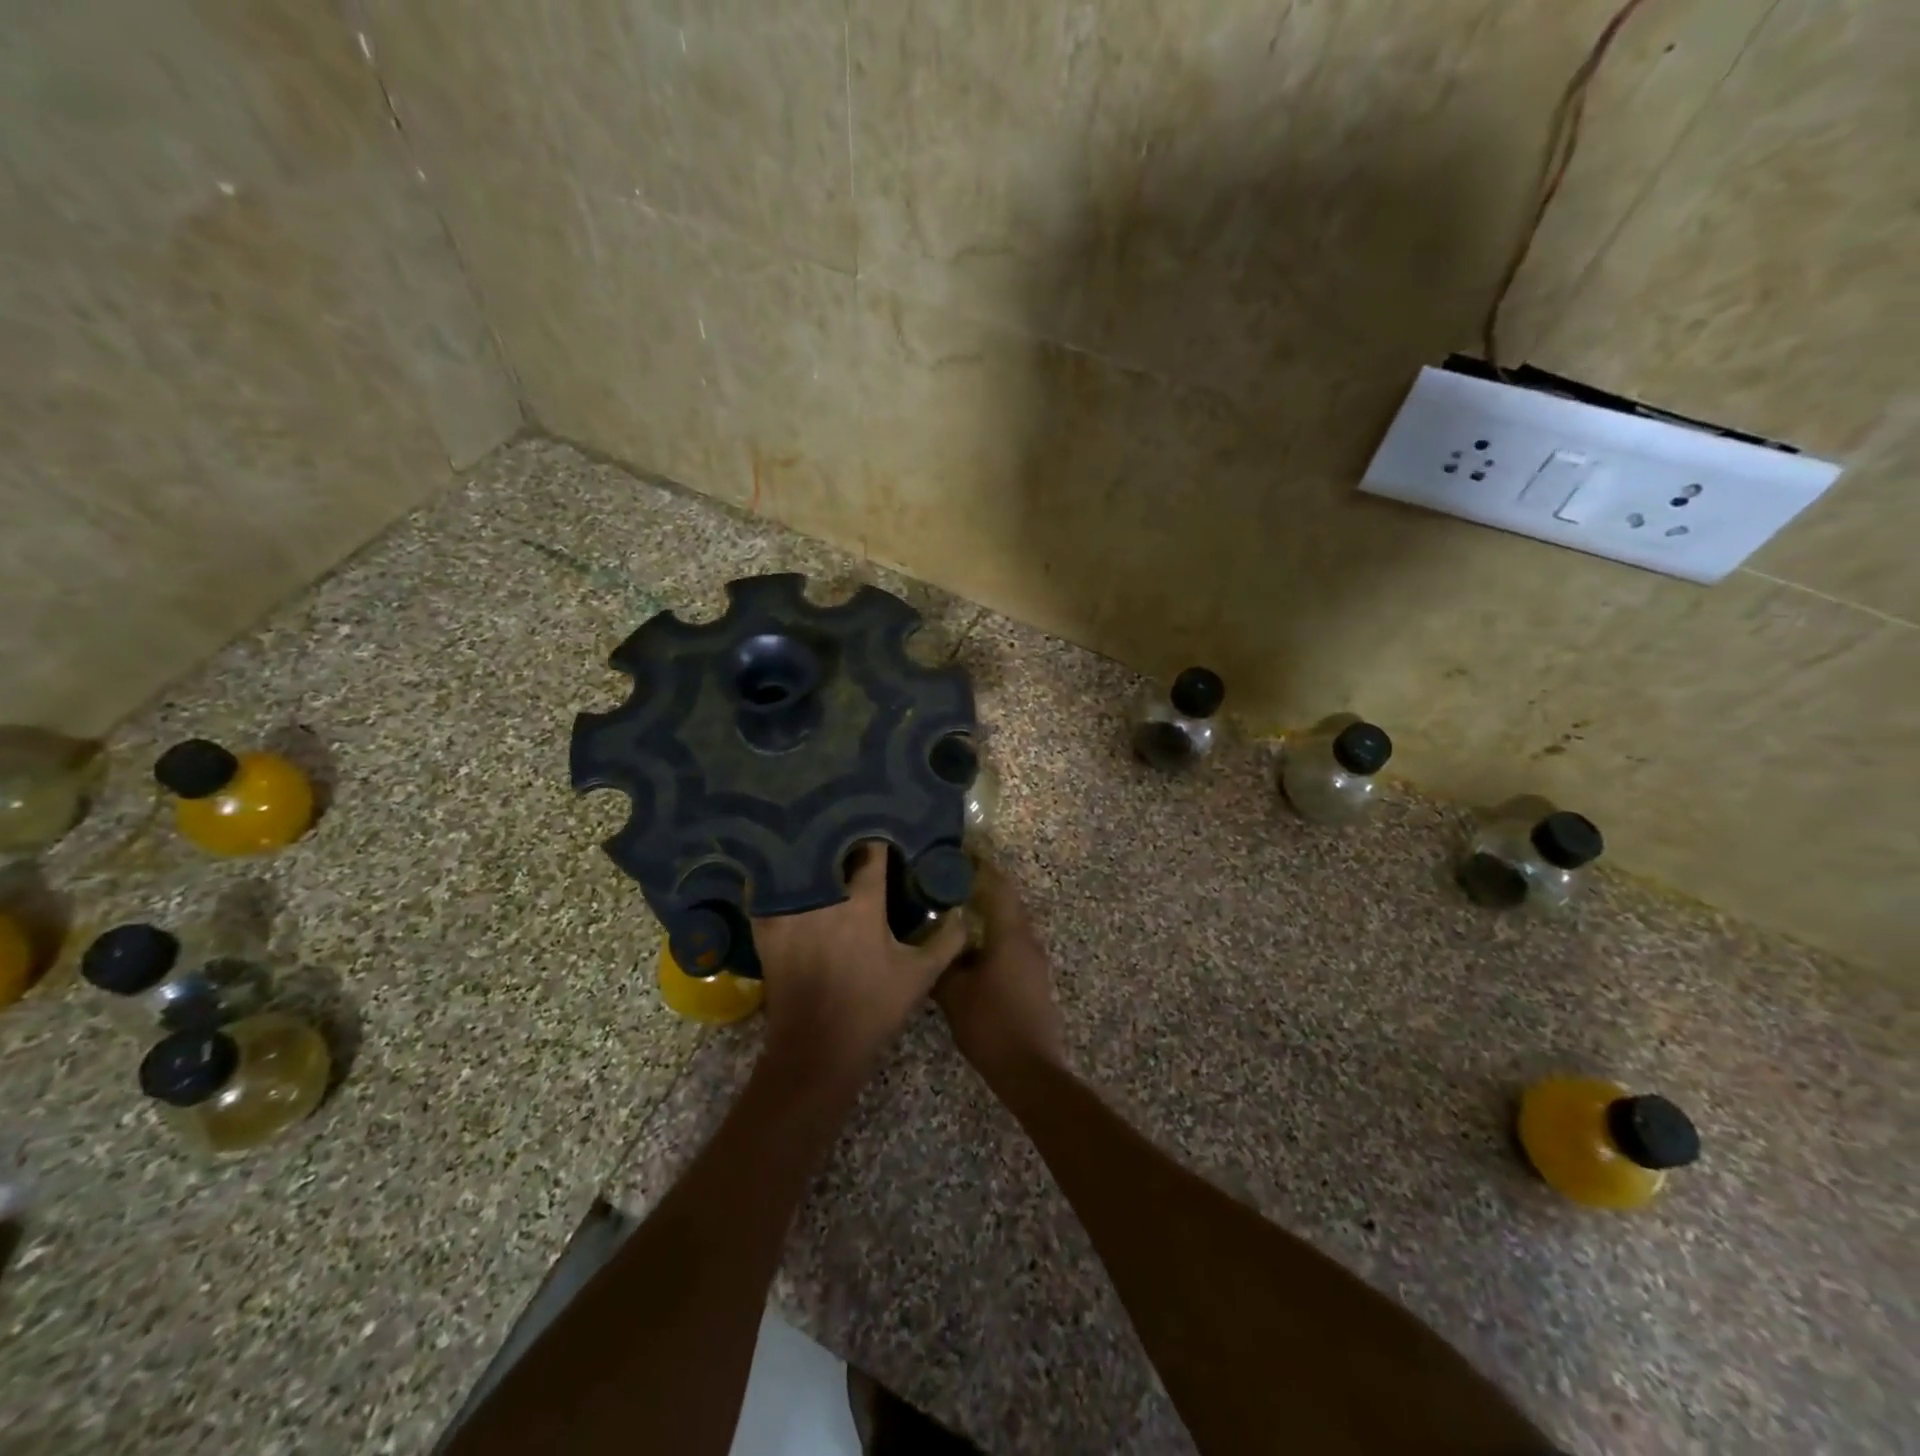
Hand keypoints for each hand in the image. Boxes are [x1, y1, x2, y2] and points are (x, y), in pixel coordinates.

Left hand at [752, 842, 966, 1084]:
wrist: (817, 1051)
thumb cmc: (873, 1010)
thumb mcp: (920, 976)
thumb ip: (947, 940)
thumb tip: (962, 912)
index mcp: (863, 903)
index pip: (872, 852)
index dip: (881, 839)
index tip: (887, 832)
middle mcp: (824, 898)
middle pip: (832, 850)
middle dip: (843, 839)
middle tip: (854, 835)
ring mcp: (790, 911)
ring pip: (800, 865)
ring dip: (812, 855)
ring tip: (822, 845)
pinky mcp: (767, 928)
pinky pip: (769, 890)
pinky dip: (777, 878)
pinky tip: (785, 873)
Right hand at [933, 859, 1067, 1079]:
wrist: (1030, 1069)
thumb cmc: (991, 1024)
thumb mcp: (954, 993)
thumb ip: (941, 961)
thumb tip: (928, 940)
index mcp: (1010, 934)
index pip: (998, 885)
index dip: (980, 866)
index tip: (959, 853)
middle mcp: (1027, 939)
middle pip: (1006, 900)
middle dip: (981, 886)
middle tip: (949, 879)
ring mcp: (1033, 960)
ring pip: (1008, 923)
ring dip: (986, 911)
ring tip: (954, 908)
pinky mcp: (1032, 978)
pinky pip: (1011, 942)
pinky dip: (991, 933)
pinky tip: (969, 945)